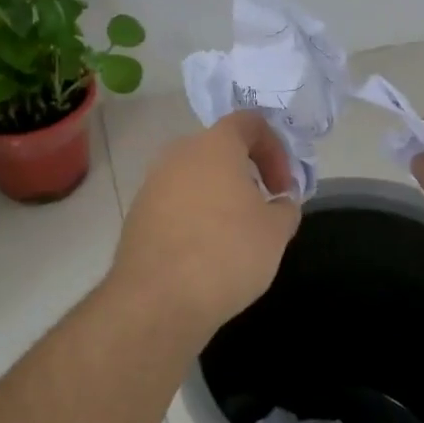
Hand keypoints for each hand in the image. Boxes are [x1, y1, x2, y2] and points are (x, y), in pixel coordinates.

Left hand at [105, 110, 301, 343]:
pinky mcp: (137, 214)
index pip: (249, 122)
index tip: (283, 187)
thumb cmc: (227, 253)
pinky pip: (175, 203)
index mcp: (215, 145)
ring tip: (235, 234)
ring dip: (219, 195)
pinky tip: (205, 252)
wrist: (158, 299)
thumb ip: (285, 207)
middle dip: (246, 174)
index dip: (275, 149)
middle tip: (263, 209)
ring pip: (195, 177)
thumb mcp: (276, 231)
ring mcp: (152, 184)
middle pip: (220, 149)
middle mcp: (179, 154)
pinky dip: (194, 216)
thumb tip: (279, 202)